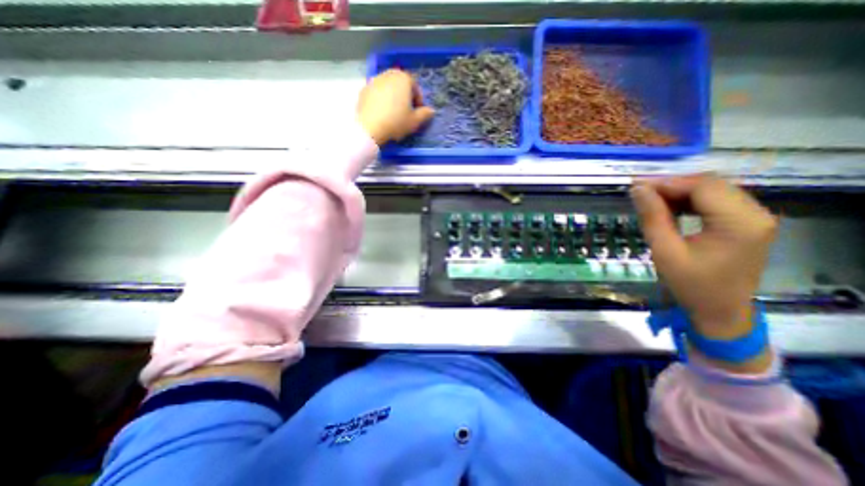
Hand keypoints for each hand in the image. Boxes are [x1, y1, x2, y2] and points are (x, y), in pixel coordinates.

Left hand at [357, 68, 435, 146]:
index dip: (418, 100)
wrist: (370, 128)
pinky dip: (381, 100)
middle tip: (406, 111)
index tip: (418, 112)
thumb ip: (425, 114)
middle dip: (405, 96)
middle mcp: (388, 74)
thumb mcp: (415, 121)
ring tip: (394, 112)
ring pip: (388, 87)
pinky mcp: (364, 90)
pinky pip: (377, 93)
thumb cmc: (396, 122)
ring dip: (393, 97)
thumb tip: (431, 111)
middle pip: (400, 84)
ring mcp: (374, 80)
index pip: (415, 86)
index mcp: (403, 78)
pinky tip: (382, 114)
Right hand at [629, 175, 777, 342]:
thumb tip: (638, 190)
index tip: (636, 186)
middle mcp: (756, 213)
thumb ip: (652, 217)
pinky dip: (690, 200)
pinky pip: (717, 201)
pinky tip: (670, 207)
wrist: (720, 311)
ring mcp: (755, 218)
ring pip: (713, 190)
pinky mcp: (747, 223)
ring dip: (680, 192)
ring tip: (650, 199)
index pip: (703, 186)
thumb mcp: (665, 251)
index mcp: (740, 222)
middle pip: (711, 184)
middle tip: (640, 192)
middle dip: (672, 185)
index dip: (667, 182)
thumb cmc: (691, 285)